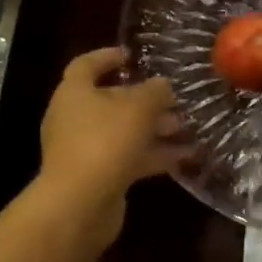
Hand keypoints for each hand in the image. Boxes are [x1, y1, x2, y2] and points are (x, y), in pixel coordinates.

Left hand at [40, 47, 185, 204]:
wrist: (79, 205)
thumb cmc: (105, 142)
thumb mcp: (138, 108)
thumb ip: (155, 92)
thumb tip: (163, 84)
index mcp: (74, 92)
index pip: (86, 65)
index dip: (108, 57)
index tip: (132, 56)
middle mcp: (74, 118)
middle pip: (110, 100)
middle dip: (144, 99)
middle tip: (174, 97)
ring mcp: (84, 149)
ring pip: (122, 131)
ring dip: (153, 128)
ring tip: (187, 126)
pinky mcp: (97, 176)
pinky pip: (128, 158)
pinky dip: (153, 155)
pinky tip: (184, 156)